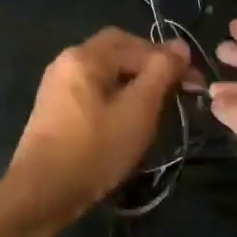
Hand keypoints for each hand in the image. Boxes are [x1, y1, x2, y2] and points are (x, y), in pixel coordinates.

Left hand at [4, 29, 192, 228]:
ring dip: (134, 81)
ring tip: (157, 105)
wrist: (41, 193)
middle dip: (150, 66)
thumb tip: (180, 45)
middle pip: (117, 51)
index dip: (169, 60)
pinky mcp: (55, 108)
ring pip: (105, 71)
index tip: (195, 84)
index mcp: (85, 56)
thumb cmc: (94, 149)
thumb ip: (161, 73)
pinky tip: (127, 117)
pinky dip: (115, 95)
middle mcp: (67, 61)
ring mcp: (57, 84)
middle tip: (176, 89)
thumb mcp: (138, 110)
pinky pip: (92, 89)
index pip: (136, 43)